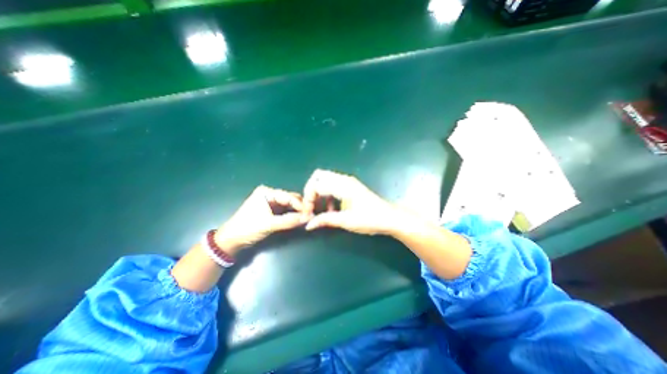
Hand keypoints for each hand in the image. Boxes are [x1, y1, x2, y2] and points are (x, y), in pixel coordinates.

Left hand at [215, 185, 304, 255]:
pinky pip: (286, 211)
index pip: (288, 196)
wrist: (231, 241)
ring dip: (297, 211)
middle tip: (311, 215)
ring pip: (289, 205)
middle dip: (300, 207)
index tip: (310, 212)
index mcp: (267, 192)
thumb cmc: (247, 228)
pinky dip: (292, 215)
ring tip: (307, 217)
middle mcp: (270, 195)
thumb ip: (288, 221)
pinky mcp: (272, 211)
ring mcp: (271, 203)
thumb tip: (308, 218)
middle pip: (290, 199)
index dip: (300, 205)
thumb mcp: (269, 224)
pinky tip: (300, 219)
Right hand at [302, 170, 400, 235]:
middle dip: (311, 191)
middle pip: (318, 176)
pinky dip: (327, 194)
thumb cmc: (370, 219)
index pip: (316, 185)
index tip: (308, 214)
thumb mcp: (346, 221)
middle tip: (311, 206)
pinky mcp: (350, 187)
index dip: (308, 199)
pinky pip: (333, 185)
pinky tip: (331, 209)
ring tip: (320, 210)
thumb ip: (325, 220)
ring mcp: (348, 182)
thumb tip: (308, 224)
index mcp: (342, 185)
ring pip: (325, 180)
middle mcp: (343, 179)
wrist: (389, 217)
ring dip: (319, 193)